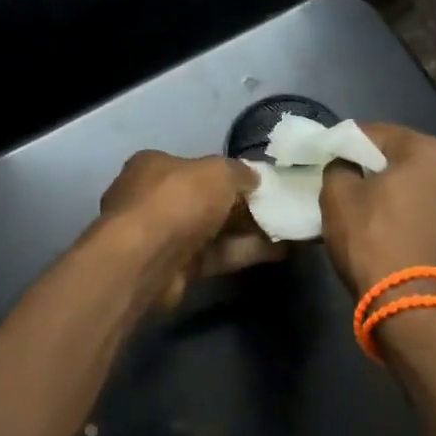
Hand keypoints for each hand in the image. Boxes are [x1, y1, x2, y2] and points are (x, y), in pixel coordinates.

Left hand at [99, 151, 285, 309]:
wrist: (147, 259)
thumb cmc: (178, 200)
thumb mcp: (218, 172)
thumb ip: (239, 172)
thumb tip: (254, 178)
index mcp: (154, 166)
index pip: (195, 166)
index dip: (228, 173)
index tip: (259, 182)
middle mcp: (154, 199)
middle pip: (205, 200)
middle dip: (241, 205)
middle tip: (279, 206)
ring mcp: (162, 236)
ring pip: (213, 230)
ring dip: (248, 231)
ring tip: (288, 229)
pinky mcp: (174, 268)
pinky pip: (216, 256)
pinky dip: (243, 252)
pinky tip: (278, 252)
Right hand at [319, 123, 435, 296]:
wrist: (410, 304)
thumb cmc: (372, 239)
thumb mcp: (338, 196)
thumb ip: (338, 168)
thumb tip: (345, 166)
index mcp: (429, 151)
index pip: (377, 132)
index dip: (347, 141)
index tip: (326, 153)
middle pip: (401, 156)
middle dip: (371, 164)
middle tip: (341, 176)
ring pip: (414, 183)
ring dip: (389, 187)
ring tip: (358, 200)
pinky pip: (424, 207)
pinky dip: (403, 208)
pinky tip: (380, 220)